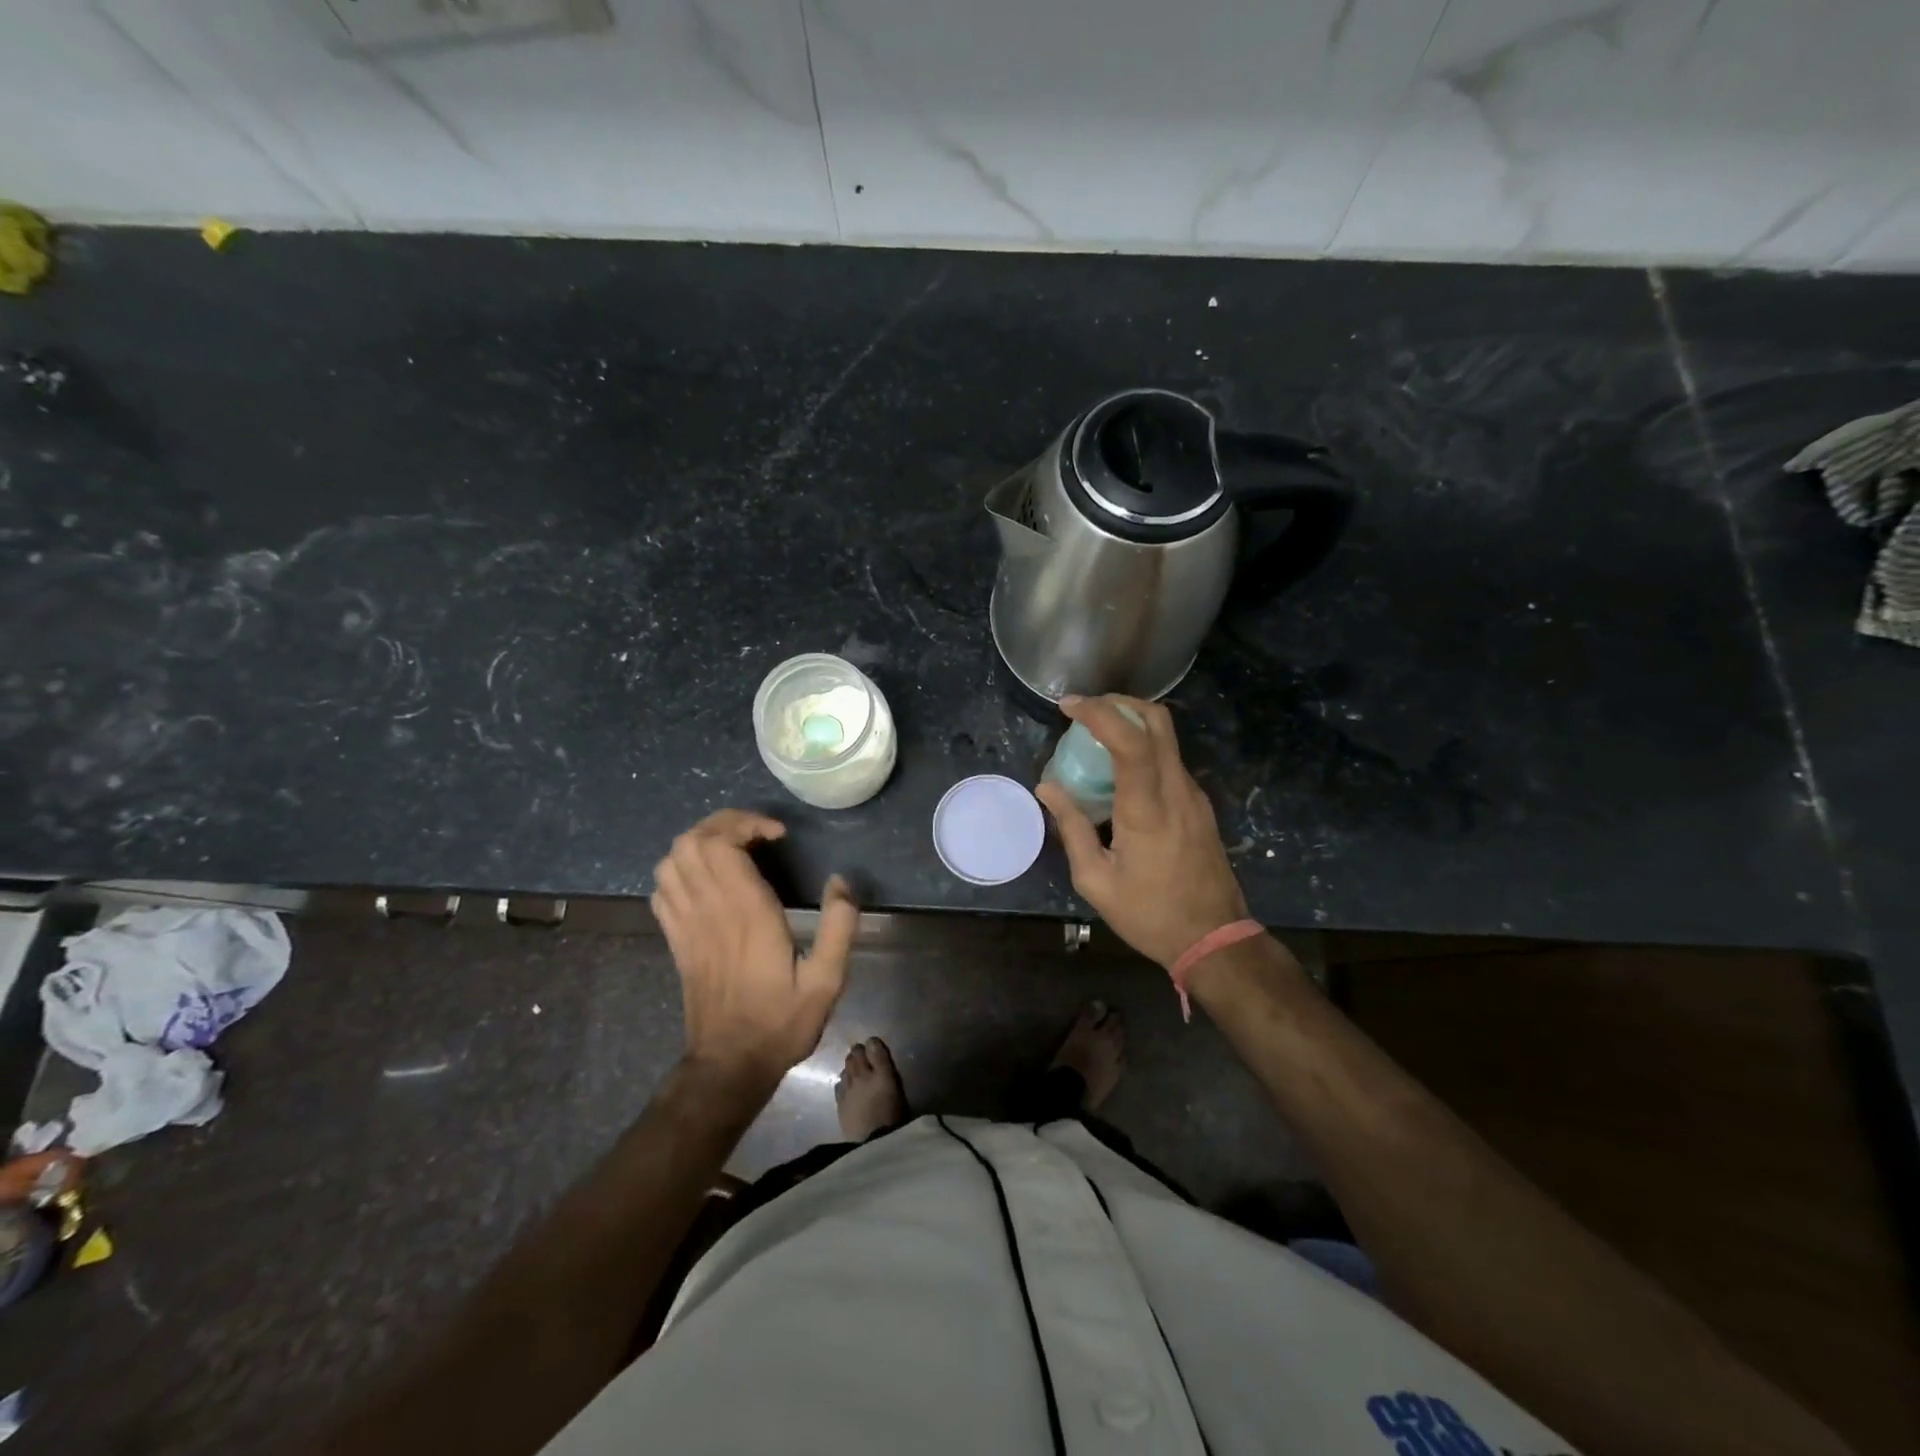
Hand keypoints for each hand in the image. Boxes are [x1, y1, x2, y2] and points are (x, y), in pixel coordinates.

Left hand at [650, 809, 858, 1083]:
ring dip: (700, 842)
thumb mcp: (827, 980)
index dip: (746, 824)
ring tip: (733, 848)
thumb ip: (839, 926)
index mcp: (746, 913)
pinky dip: (680, 869)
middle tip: (756, 833)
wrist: (728, 1065)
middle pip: (691, 842)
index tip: (777, 835)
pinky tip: (707, 878)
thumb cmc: (781, 1021)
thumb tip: (841, 881)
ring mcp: (686, 924)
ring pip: (672, 860)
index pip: (723, 844)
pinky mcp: (675, 939)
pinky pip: (662, 888)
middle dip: (723, 823)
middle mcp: (710, 910)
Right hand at [1034, 696, 1249, 968]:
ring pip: (1167, 737)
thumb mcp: (1096, 880)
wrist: (1215, 939)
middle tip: (1085, 711)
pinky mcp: (1199, 805)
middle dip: (1119, 703)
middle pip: (1158, 721)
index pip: (1130, 741)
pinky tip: (1119, 772)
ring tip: (1095, 739)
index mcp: (1147, 809)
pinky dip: (1143, 747)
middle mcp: (1176, 791)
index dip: (1099, 713)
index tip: (1068, 705)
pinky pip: (1169, 760)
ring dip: (1131, 723)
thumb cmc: (1149, 914)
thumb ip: (1071, 828)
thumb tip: (1047, 788)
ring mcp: (1194, 796)